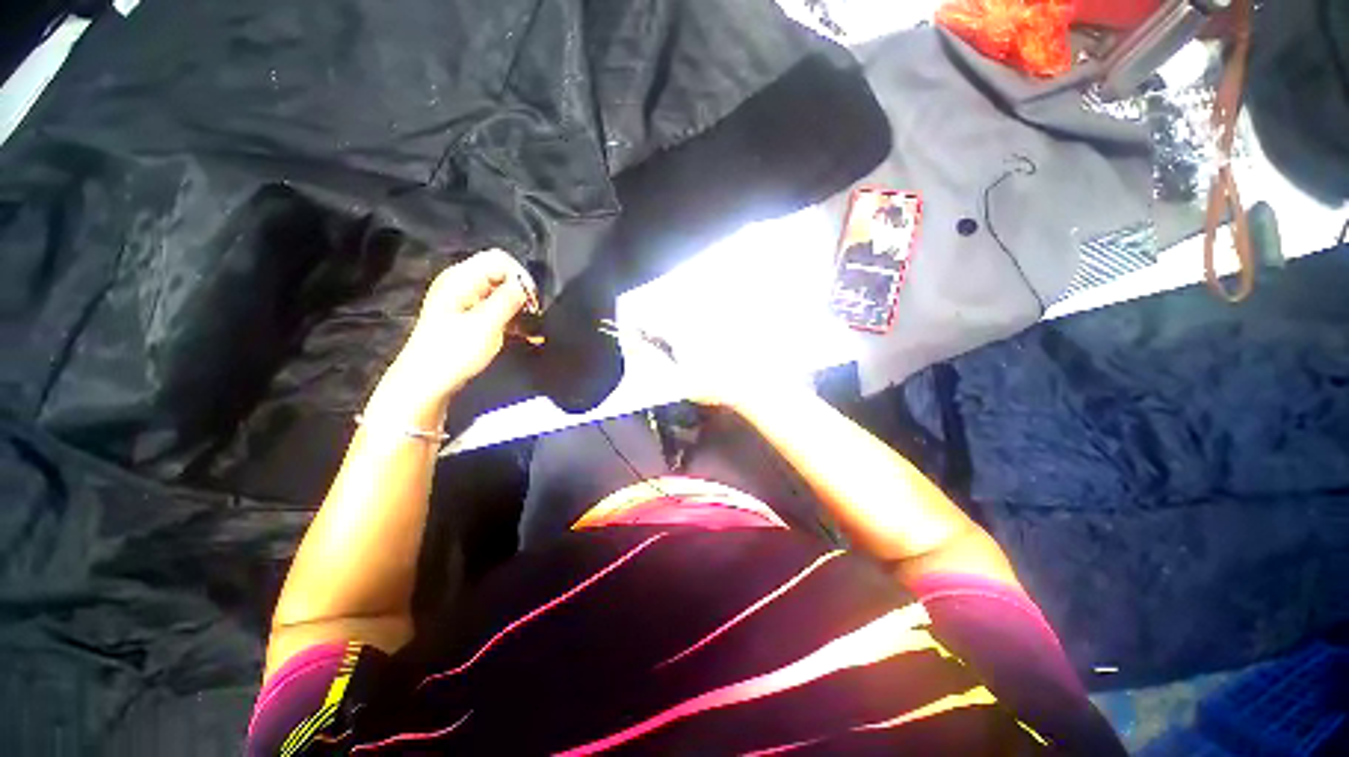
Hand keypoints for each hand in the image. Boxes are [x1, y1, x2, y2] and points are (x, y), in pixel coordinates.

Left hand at [393, 249, 534, 403]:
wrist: (427, 382)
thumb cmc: (454, 353)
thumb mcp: (485, 325)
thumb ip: (507, 300)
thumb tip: (525, 286)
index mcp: (461, 278)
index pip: (499, 260)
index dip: (520, 277)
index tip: (532, 302)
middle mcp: (463, 284)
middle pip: (502, 275)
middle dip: (523, 294)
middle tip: (535, 317)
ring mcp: (466, 301)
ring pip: (503, 294)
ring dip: (521, 309)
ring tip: (535, 330)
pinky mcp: (470, 317)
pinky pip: (498, 309)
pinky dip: (514, 320)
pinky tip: (528, 335)